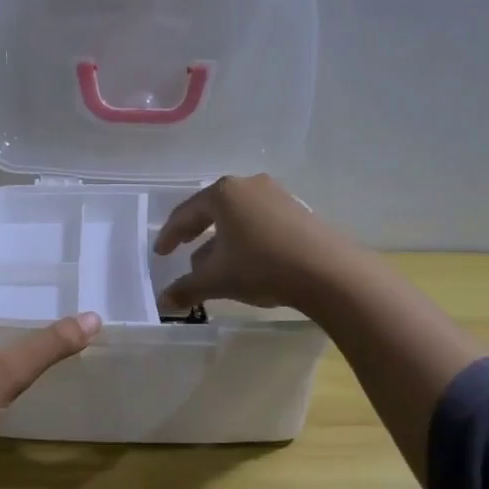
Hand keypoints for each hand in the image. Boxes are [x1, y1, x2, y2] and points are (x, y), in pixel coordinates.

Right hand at [153, 174, 356, 313]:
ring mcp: (277, 195)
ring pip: (238, 217)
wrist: (328, 271)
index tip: (160, 253)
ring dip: (223, 240)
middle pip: (212, 211)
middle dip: (196, 235)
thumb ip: (186, 288)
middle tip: (184, 252)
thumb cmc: (262, 266)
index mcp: (223, 193)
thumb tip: (163, 302)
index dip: (169, 235)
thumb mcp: (218, 280)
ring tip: (216, 264)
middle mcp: (248, 186)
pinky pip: (260, 222)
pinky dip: (246, 239)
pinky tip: (248, 262)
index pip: (185, 214)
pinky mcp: (298, 210)